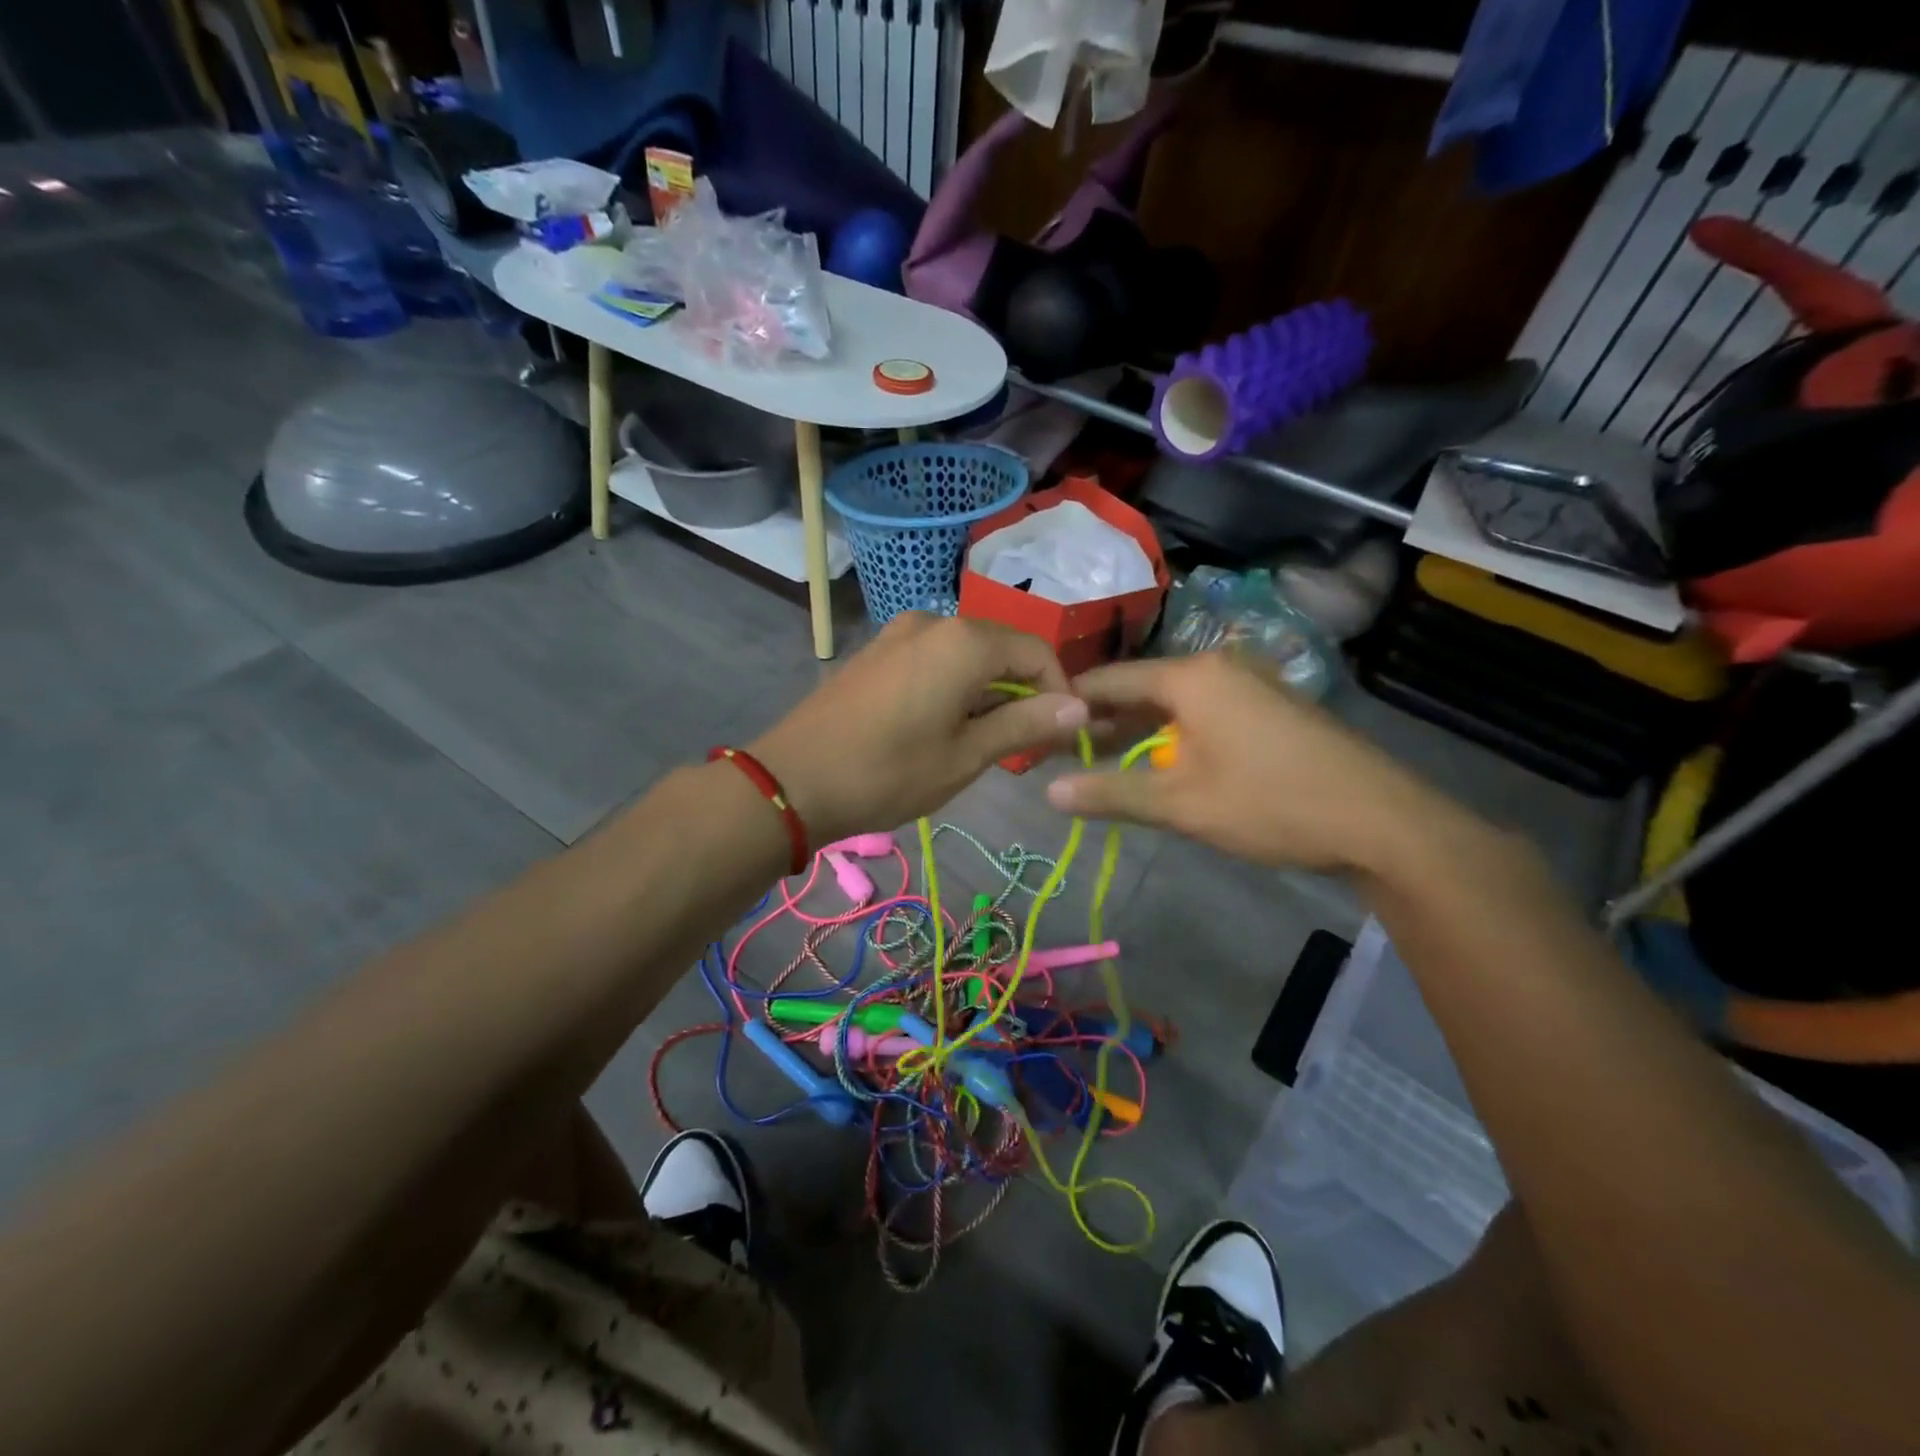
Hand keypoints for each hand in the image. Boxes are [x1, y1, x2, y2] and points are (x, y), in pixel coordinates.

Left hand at [751, 613, 1086, 843]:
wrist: (791, 781)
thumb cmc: (887, 774)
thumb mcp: (965, 756)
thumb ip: (1025, 724)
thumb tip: (1079, 707)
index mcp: (965, 642)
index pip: (1037, 653)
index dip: (1058, 693)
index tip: (1059, 737)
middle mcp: (935, 622)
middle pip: (1002, 650)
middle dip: (1022, 694)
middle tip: (1023, 747)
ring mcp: (899, 632)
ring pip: (967, 656)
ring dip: (987, 693)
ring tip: (982, 743)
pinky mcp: (877, 650)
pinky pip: (935, 659)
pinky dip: (954, 687)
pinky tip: (942, 726)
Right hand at [1045, 652, 1464, 874]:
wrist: (1380, 821)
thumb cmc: (1270, 804)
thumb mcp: (1181, 804)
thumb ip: (1111, 793)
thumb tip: (1048, 792)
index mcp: (1191, 677)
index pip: (1110, 680)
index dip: (1070, 704)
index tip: (1036, 726)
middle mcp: (1218, 667)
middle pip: (1142, 688)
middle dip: (1102, 721)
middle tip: (1063, 751)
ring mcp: (1250, 683)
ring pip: (1174, 701)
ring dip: (1138, 730)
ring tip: (1101, 759)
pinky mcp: (1270, 706)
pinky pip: (1204, 711)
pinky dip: (1174, 733)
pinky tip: (1161, 760)